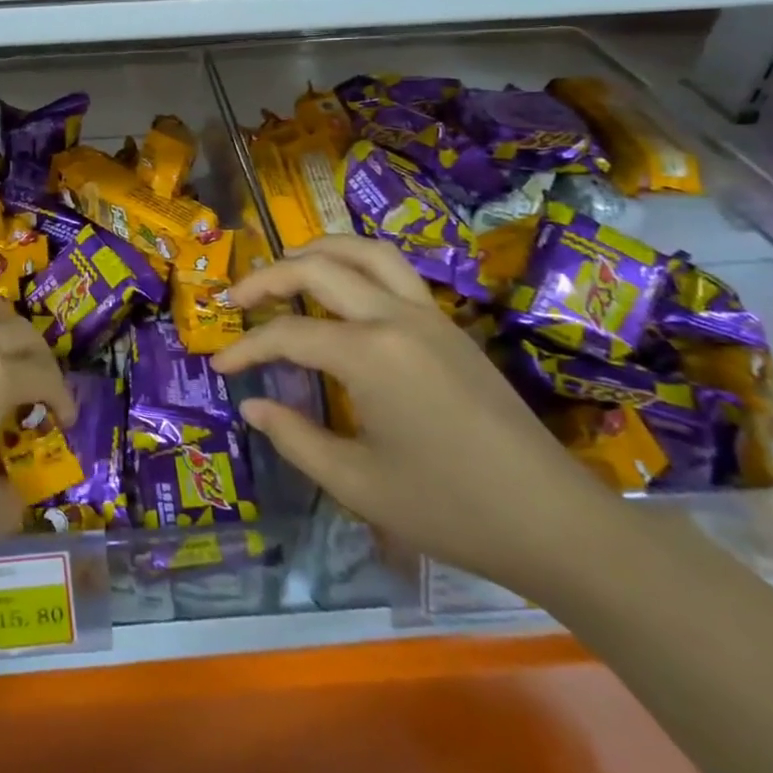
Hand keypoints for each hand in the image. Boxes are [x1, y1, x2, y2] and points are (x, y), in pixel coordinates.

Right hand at [216, 235, 614, 596]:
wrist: (555, 522)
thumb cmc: (451, 509)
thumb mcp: (358, 484)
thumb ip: (295, 438)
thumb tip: (252, 405)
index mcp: (370, 355)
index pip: (288, 335)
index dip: (245, 348)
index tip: (218, 366)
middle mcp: (396, 317)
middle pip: (318, 268)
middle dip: (266, 277)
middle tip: (235, 298)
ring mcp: (429, 315)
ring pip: (364, 252)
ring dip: (317, 251)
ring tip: (285, 269)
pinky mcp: (450, 326)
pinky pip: (394, 271)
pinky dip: (355, 264)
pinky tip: (342, 292)